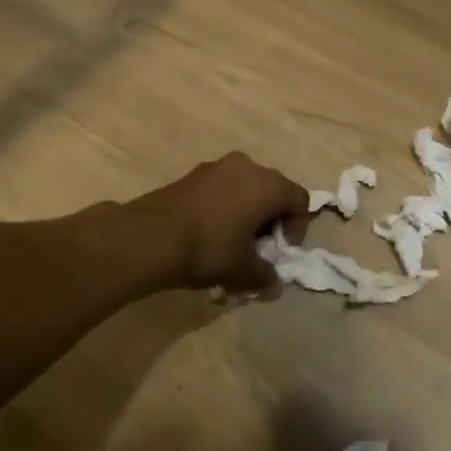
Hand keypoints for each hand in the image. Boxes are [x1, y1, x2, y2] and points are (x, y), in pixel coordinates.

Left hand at [135, 152, 310, 292]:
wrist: (150, 237)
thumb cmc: (209, 249)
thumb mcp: (243, 271)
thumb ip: (265, 275)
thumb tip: (273, 283)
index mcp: (269, 185)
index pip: (300, 199)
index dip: (297, 227)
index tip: (281, 250)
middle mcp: (247, 167)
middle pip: (272, 190)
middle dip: (271, 219)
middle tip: (259, 247)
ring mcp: (217, 166)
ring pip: (245, 188)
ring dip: (246, 211)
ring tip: (232, 241)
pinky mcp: (192, 174)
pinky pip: (221, 188)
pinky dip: (224, 206)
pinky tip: (209, 232)